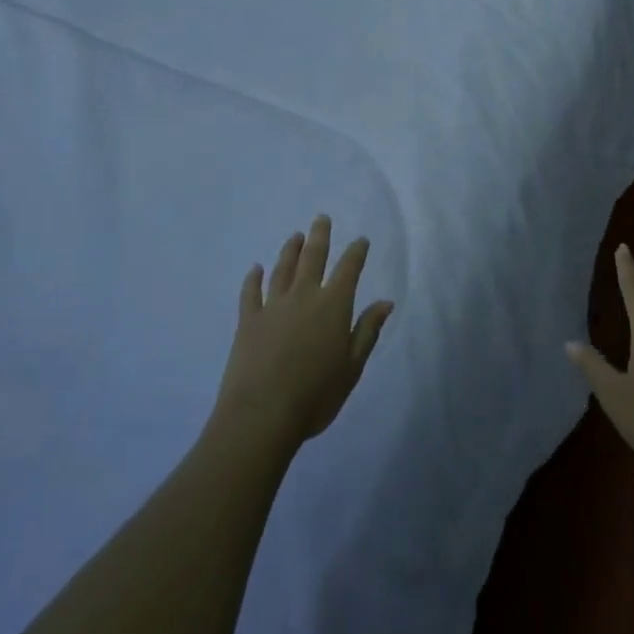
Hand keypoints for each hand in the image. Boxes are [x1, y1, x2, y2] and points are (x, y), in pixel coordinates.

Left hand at [214, 217, 394, 450]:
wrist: (261, 415)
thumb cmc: (315, 395)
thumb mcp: (352, 367)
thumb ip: (367, 331)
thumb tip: (385, 302)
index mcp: (333, 305)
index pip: (349, 269)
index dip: (356, 252)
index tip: (361, 240)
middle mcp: (304, 296)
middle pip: (313, 257)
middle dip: (320, 236)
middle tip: (321, 218)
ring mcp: (273, 306)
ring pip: (282, 269)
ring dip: (290, 250)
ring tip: (295, 236)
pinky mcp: (247, 321)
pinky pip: (251, 292)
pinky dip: (253, 278)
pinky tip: (254, 269)